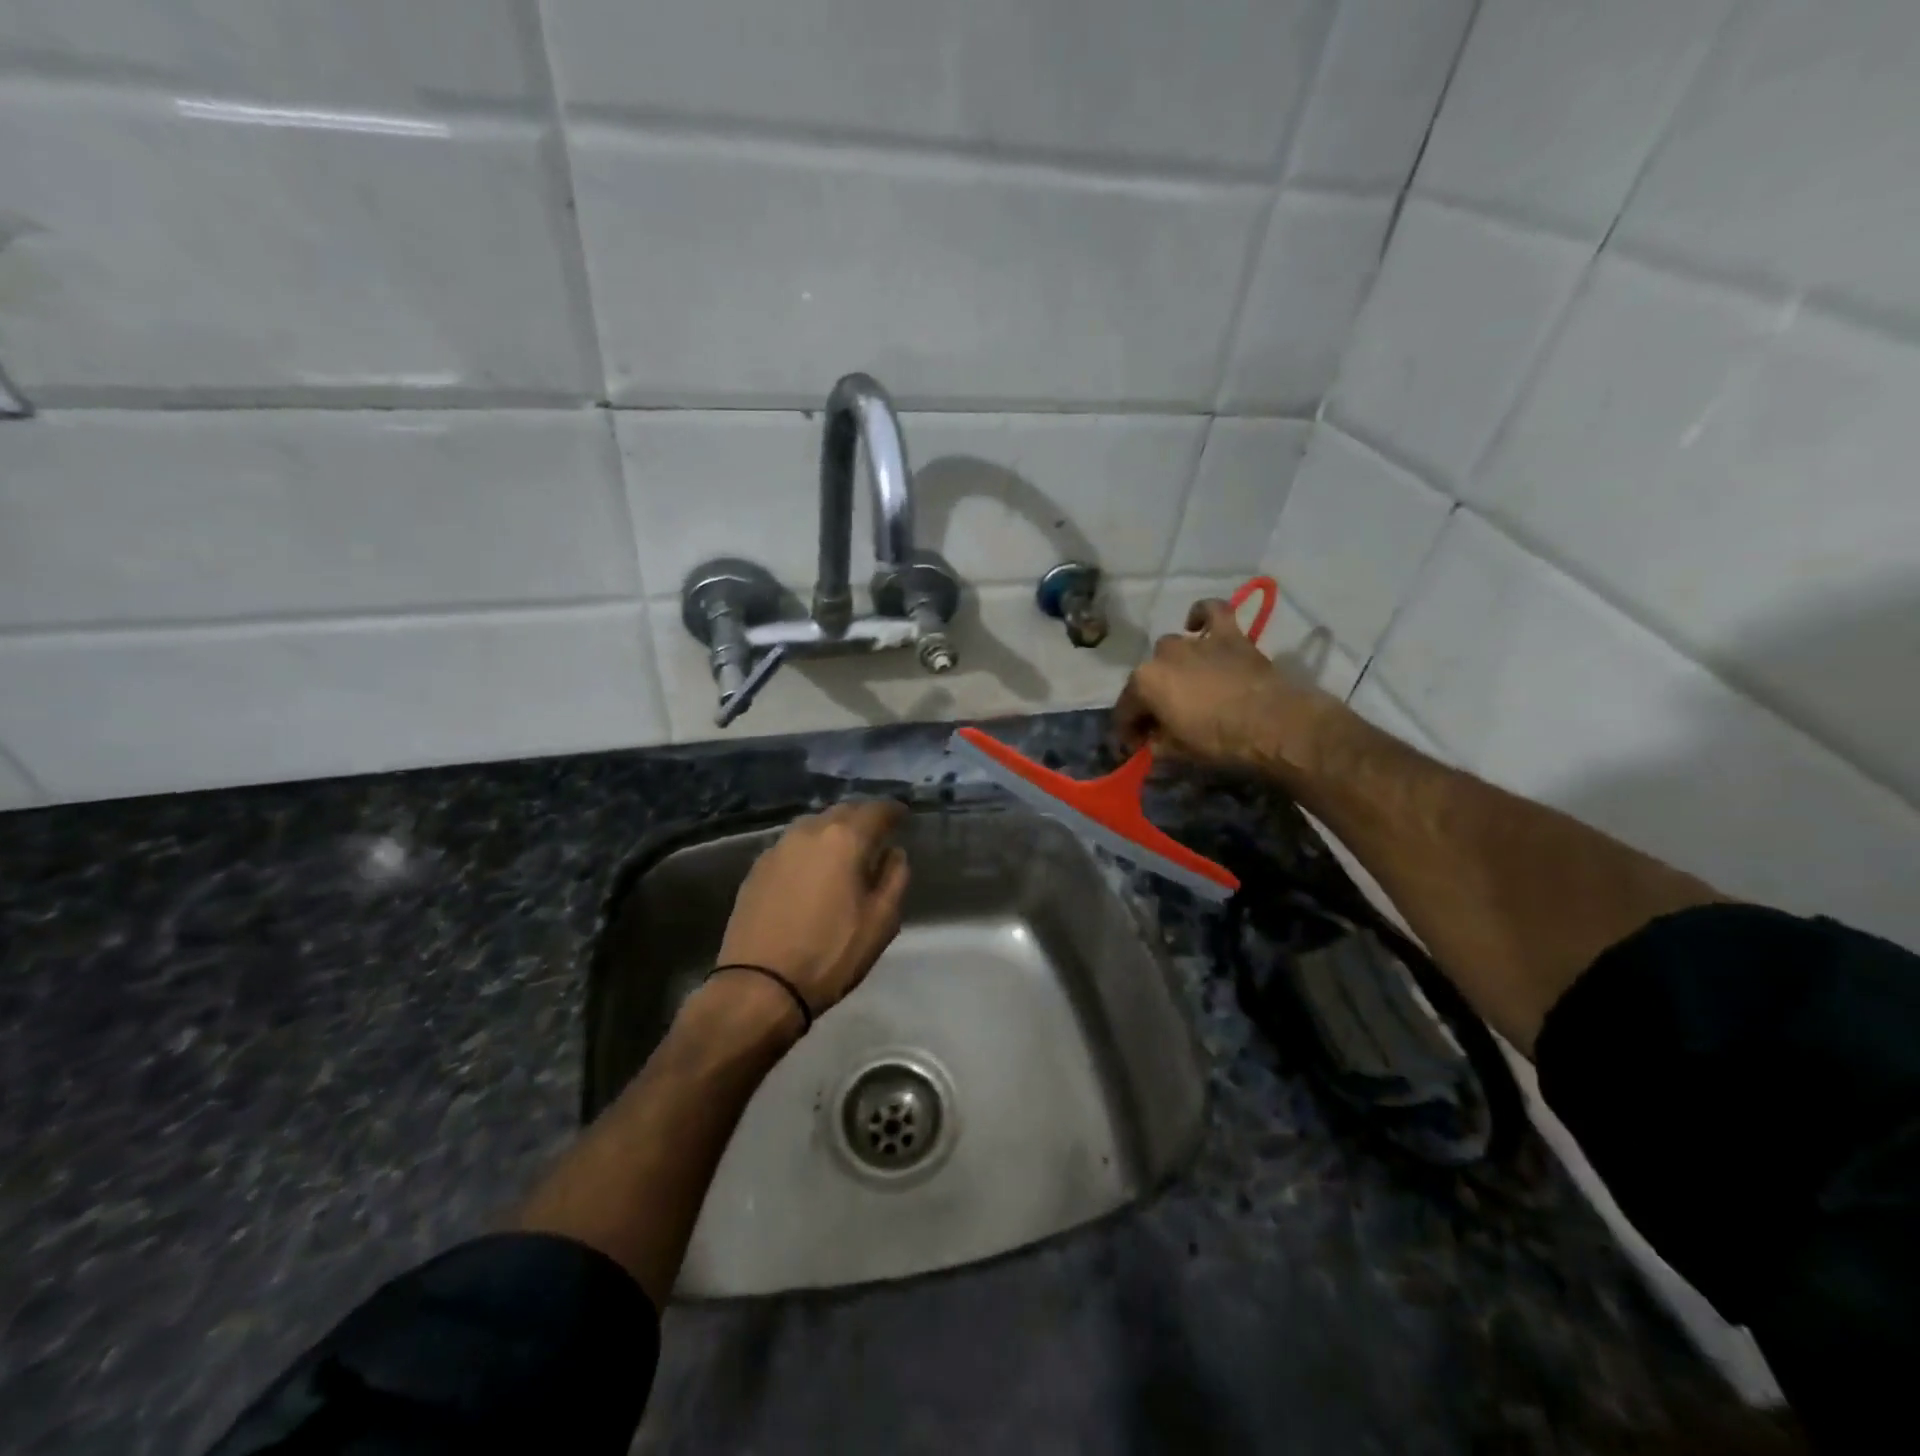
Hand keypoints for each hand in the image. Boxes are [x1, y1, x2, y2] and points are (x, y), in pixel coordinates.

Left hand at [712, 800, 911, 1025]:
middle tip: (877, 834)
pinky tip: (812, 870)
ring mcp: (778, 847)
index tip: (903, 817)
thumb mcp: (881, 922)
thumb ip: (894, 878)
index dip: (893, 811)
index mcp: (844, 839)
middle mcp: (809, 832)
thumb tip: (893, 853)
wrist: (760, 986)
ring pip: (814, 825)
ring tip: (845, 851)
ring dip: (834, 831)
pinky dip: (809, 849)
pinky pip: (792, 845)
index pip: (876, 810)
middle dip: (863, 818)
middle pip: (842, 811)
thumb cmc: (831, 954)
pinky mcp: (757, 867)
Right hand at [1113, 597, 1336, 775]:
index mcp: (1144, 682)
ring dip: (1172, 665)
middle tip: (1163, 722)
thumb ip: (1155, 744)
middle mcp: (1163, 655)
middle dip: (1150, 699)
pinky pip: (1212, 612)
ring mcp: (1196, 641)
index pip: (1125, 709)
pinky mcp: (1229, 635)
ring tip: (1182, 683)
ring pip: (1171, 646)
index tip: (1135, 746)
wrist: (1271, 724)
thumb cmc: (1217, 740)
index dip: (1128, 730)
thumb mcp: (1176, 753)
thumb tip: (1149, 743)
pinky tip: (1197, 625)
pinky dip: (1203, 615)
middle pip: (1146, 677)